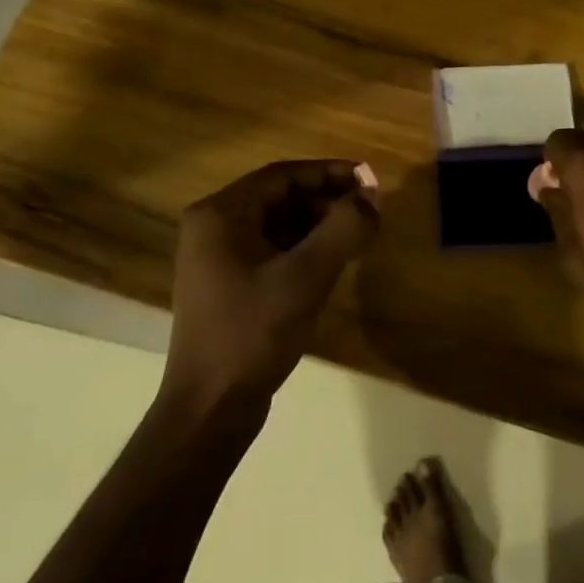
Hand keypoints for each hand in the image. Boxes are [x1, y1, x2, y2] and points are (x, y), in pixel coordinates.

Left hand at [161, 159, 379, 423]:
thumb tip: (372, 194)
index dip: (330, 173)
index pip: (283, 175)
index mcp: (220, 214)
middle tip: (369, 210)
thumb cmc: (253, 333)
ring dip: (319, 225)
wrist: (210, 409)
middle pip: (280, 197)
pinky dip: (305, 249)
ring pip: (279, 225)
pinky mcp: (229, 285)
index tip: (369, 179)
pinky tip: (334, 262)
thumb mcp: (306, 276)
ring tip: (359, 235)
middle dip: (327, 200)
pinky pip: (273, 250)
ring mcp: (218, 259)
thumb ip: (344, 228)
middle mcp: (213, 228)